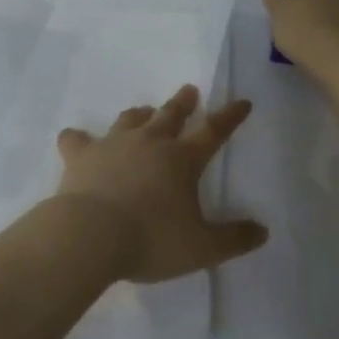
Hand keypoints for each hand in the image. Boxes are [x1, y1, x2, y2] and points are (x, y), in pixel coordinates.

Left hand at [53, 86, 266, 283]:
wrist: (90, 236)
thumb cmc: (151, 240)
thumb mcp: (202, 248)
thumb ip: (234, 239)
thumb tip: (262, 231)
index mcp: (182, 159)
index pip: (213, 131)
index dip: (230, 116)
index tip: (241, 102)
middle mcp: (149, 142)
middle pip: (170, 114)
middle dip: (183, 102)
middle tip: (189, 91)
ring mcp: (112, 144)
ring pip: (130, 119)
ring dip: (140, 114)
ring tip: (144, 111)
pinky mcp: (81, 155)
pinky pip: (77, 139)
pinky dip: (78, 138)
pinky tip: (75, 139)